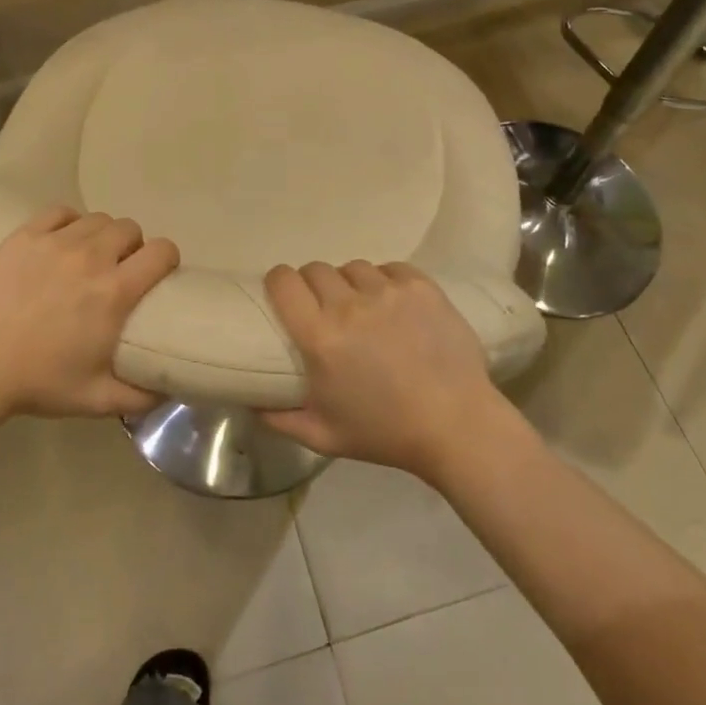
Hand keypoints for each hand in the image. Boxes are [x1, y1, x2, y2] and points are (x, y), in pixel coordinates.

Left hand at [0, 205, 178, 420]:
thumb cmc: (39, 383)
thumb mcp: (98, 400)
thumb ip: (142, 397)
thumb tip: (170, 389)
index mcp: (115, 292)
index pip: (162, 251)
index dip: (167, 258)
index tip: (159, 273)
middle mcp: (91, 258)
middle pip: (130, 229)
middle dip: (133, 246)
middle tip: (120, 269)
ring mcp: (55, 242)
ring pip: (97, 218)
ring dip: (102, 234)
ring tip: (90, 255)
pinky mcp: (25, 236)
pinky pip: (60, 212)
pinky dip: (69, 222)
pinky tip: (62, 240)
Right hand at [260, 261, 510, 480]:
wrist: (457, 425)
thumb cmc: (385, 433)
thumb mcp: (323, 436)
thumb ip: (278, 418)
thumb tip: (248, 399)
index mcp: (320, 337)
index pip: (283, 281)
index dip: (279, 283)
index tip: (284, 295)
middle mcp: (350, 305)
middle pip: (316, 269)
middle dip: (314, 286)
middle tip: (326, 310)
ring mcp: (388, 291)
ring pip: (353, 268)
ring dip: (351, 284)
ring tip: (364, 308)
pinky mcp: (420, 286)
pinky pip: (390, 268)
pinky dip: (386, 281)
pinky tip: (394, 305)